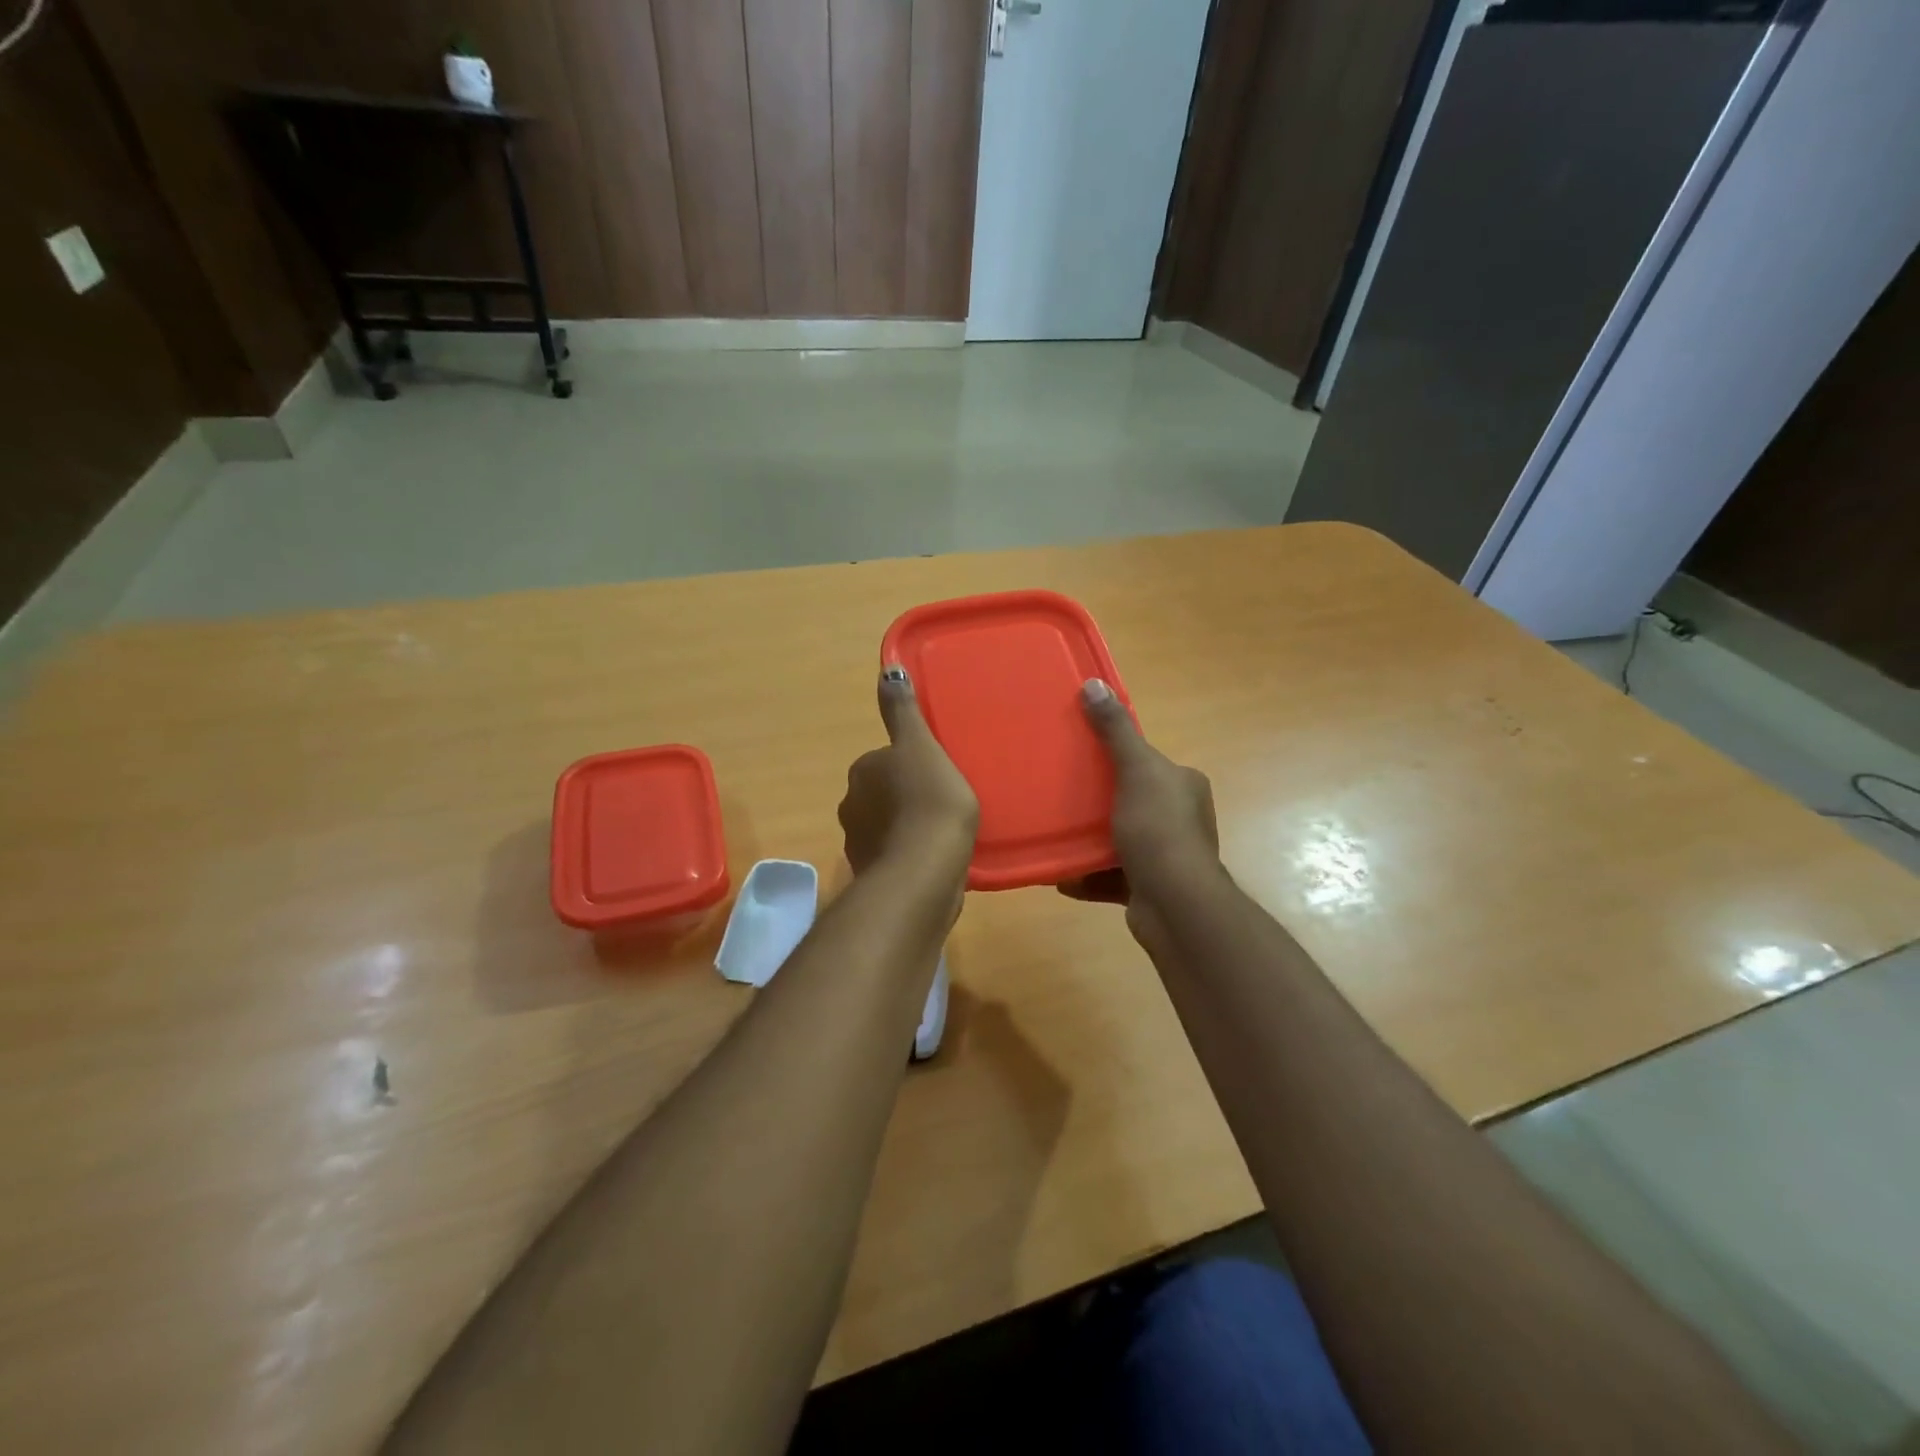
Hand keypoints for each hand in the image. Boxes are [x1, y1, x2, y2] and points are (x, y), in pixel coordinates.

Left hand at [838, 665, 979, 876]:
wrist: (924, 871)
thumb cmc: (929, 801)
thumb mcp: (921, 746)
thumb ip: (903, 711)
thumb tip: (886, 669)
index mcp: (862, 771)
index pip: (884, 760)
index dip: (911, 766)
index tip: (936, 775)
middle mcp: (851, 804)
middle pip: (881, 793)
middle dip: (904, 796)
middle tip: (942, 802)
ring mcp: (858, 843)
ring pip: (885, 826)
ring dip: (905, 827)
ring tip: (940, 834)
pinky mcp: (872, 875)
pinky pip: (893, 856)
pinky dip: (907, 855)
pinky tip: (933, 860)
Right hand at [1061, 679, 1219, 909]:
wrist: (1175, 905)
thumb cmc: (1158, 830)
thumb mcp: (1136, 770)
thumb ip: (1115, 731)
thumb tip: (1094, 683)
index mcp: (1183, 786)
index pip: (1147, 762)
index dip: (1116, 758)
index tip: (1081, 758)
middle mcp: (1180, 818)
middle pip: (1130, 800)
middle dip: (1098, 800)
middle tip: (1061, 795)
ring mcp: (1166, 856)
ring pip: (1118, 839)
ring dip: (1089, 840)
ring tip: (1056, 833)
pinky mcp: (1148, 887)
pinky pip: (1110, 875)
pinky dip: (1087, 875)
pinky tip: (1061, 875)